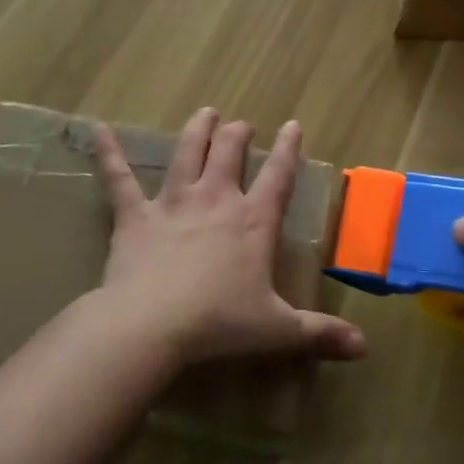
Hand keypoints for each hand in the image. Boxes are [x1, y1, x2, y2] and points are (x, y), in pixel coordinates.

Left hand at [93, 109, 367, 367]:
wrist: (152, 326)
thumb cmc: (219, 324)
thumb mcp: (277, 331)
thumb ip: (320, 334)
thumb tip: (365, 349)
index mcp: (252, 220)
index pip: (278, 175)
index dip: (287, 148)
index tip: (292, 125)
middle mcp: (215, 199)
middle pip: (230, 151)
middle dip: (238, 134)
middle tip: (242, 126)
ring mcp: (174, 202)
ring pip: (188, 152)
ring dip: (197, 129)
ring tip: (205, 113)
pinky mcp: (135, 215)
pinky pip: (119, 178)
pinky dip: (108, 153)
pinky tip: (97, 129)